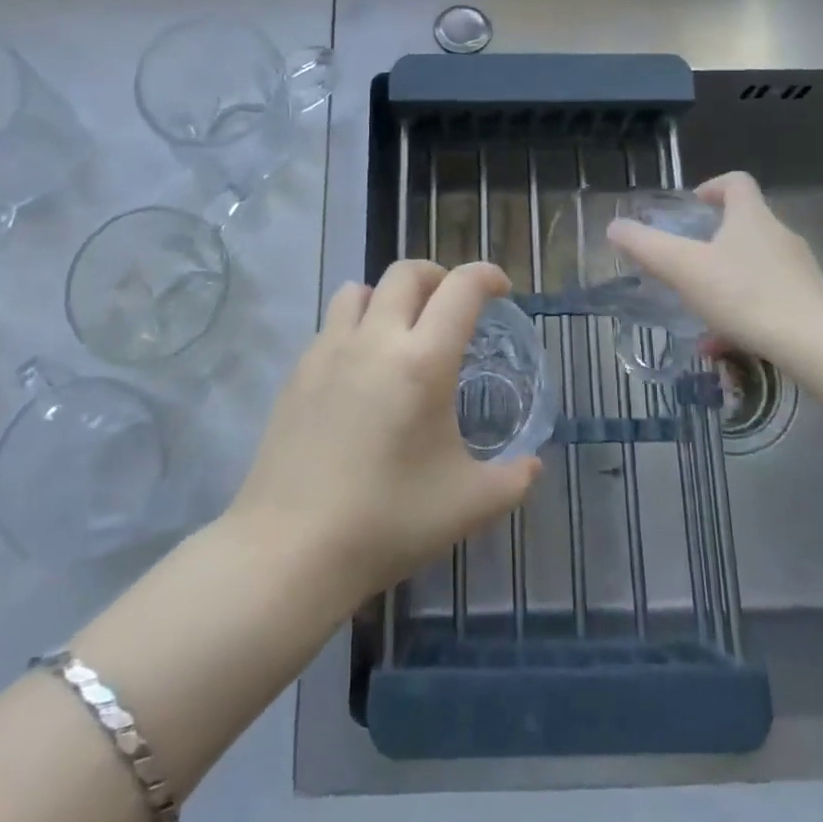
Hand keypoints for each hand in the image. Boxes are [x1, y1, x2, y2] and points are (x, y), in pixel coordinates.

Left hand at [228, 260, 541, 601]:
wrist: (290, 549)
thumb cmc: (388, 522)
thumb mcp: (469, 505)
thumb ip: (514, 479)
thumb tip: (532, 464)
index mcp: (423, 361)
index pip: (461, 289)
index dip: (487, 276)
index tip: (502, 291)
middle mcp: (375, 340)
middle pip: (407, 272)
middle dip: (438, 276)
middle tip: (453, 306)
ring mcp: (328, 351)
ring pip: (360, 290)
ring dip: (389, 296)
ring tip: (402, 329)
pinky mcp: (297, 372)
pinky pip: (332, 325)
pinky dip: (356, 327)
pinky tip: (362, 372)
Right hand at [605, 171, 822, 370]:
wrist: (814, 343)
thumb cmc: (744, 294)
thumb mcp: (683, 268)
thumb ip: (646, 246)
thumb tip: (614, 227)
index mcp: (751, 218)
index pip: (737, 183)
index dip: (713, 187)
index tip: (694, 205)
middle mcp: (779, 237)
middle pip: (746, 225)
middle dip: (714, 240)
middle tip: (687, 260)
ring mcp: (798, 271)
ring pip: (754, 267)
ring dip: (725, 281)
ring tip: (699, 310)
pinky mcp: (809, 304)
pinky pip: (767, 300)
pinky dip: (741, 314)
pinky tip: (721, 344)